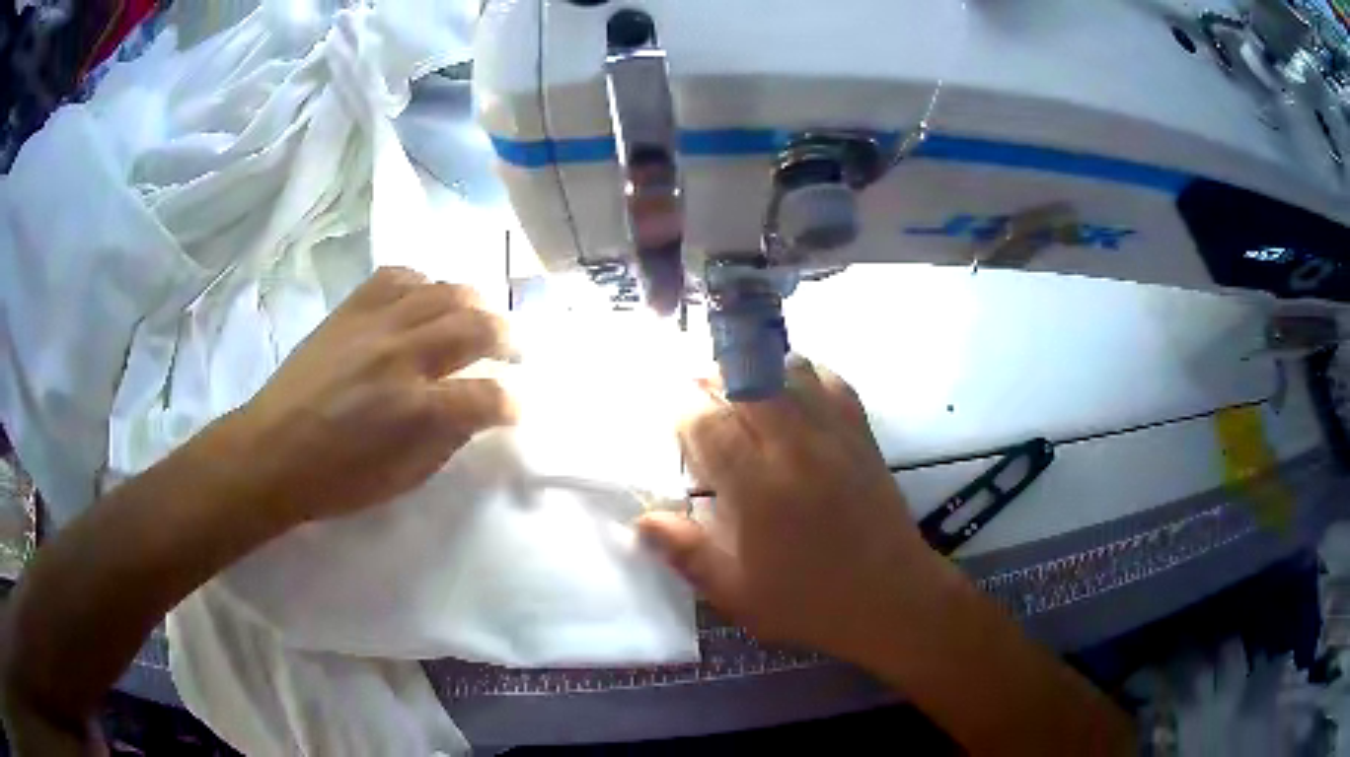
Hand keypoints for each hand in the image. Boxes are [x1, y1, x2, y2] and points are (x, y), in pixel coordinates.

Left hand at [217, 267, 516, 524]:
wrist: (272, 450)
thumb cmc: (337, 478)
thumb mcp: (403, 478)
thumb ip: (446, 440)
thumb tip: (473, 411)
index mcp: (419, 411)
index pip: (488, 396)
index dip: (512, 403)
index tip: (516, 408)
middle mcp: (404, 357)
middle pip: (476, 327)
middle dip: (508, 338)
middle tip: (513, 351)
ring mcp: (376, 324)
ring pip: (445, 292)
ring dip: (475, 303)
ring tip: (480, 317)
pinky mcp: (351, 308)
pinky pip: (398, 276)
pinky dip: (423, 284)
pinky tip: (426, 300)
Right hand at [639, 357, 942, 663]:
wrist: (892, 597)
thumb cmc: (809, 602)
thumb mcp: (737, 593)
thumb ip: (687, 552)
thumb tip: (641, 520)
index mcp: (758, 488)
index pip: (709, 423)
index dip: (684, 413)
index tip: (677, 422)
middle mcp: (794, 448)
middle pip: (745, 383)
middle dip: (714, 382)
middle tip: (702, 399)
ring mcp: (834, 435)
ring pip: (788, 372)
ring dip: (756, 373)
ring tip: (742, 392)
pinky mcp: (862, 434)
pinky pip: (831, 382)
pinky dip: (805, 375)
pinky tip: (793, 392)